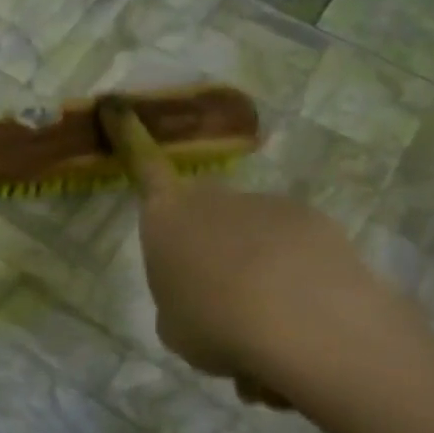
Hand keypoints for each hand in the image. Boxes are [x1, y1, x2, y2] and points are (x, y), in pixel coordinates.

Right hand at [130, 159, 430, 412]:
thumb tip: (202, 293)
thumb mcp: (174, 325)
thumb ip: (179, 299)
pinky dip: (295, 274)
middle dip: (209, 244)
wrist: (301, 321)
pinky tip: (304, 314)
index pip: (144, 168)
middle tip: (220, 296)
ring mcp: (266, 204)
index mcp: (166, 218)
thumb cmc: (213, 323)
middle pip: (203, 211)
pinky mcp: (314, 220)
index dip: (129, 137)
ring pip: (252, 234)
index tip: (119, 106)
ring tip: (268, 324)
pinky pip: (294, 247)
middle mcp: (213, 198)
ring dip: (255, 267)